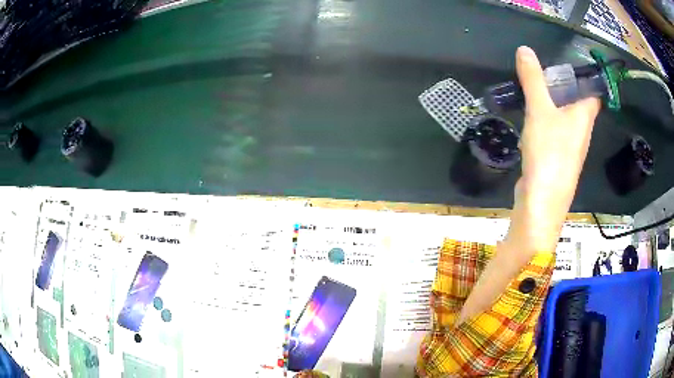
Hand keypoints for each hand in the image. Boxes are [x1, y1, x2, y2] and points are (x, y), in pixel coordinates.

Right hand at [508, 46, 600, 253]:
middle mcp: (581, 131)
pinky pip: (553, 132)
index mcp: (584, 116)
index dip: (585, 76)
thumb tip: (524, 49)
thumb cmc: (549, 153)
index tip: (568, 62)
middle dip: (562, 86)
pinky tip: (529, 120)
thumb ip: (533, 79)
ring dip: (551, 104)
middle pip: (577, 102)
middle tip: (542, 71)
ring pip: (564, 117)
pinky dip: (544, 122)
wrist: (541, 202)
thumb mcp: (540, 109)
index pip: (593, 92)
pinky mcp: (556, 158)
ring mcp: (569, 147)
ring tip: (532, 90)